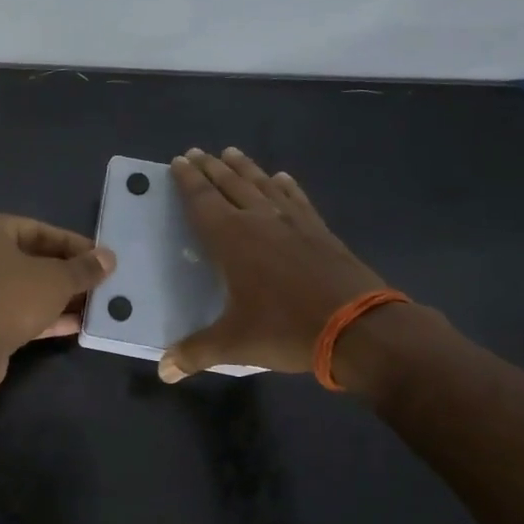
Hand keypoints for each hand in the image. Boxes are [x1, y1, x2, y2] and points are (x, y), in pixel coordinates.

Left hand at [0, 214, 115, 389]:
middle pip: (30, 258)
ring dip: (58, 296)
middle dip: (66, 272)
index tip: (99, 258)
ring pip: (24, 286)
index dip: (73, 244)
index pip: (38, 229)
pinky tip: (76, 324)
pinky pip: (15, 309)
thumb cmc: (12, 297)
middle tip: (98, 281)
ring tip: (93, 304)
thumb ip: (84, 268)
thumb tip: (108, 258)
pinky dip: (42, 314)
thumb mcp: (57, 279)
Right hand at [160, 147, 392, 385]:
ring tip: (231, 153)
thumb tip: (163, 371)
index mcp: (232, 240)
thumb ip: (196, 353)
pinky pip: (297, 199)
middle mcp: (260, 221)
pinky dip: (286, 186)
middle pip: (230, 185)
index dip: (188, 181)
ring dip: (245, 168)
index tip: (178, 161)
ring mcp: (294, 223)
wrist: (360, 327)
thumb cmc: (287, 330)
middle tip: (197, 152)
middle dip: (210, 168)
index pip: (202, 201)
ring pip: (262, 185)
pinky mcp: (320, 231)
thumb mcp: (235, 344)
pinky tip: (282, 177)